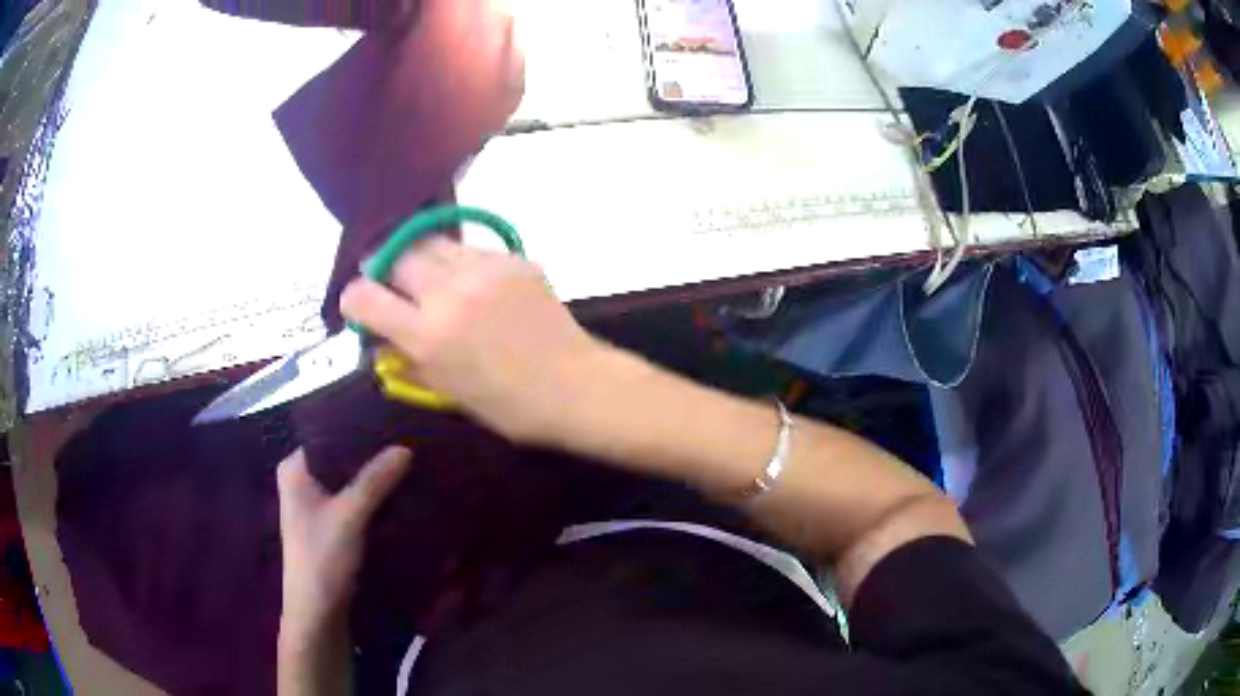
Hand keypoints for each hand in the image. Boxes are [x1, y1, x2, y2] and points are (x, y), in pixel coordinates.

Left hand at [277, 447, 410, 638]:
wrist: (318, 613)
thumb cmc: (322, 559)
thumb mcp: (349, 516)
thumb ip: (375, 481)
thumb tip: (405, 447)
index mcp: (295, 470)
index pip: (328, 435)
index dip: (359, 430)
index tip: (392, 422)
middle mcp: (303, 481)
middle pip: (340, 459)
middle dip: (371, 454)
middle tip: (406, 441)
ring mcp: (316, 505)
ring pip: (349, 481)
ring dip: (374, 477)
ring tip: (408, 461)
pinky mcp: (331, 525)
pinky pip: (355, 500)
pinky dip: (373, 497)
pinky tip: (398, 492)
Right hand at [340, 238, 599, 443]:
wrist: (574, 386)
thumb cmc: (508, 406)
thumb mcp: (446, 392)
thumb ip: (407, 360)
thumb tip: (380, 339)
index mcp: (428, 335)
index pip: (366, 298)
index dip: (353, 299)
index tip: (357, 305)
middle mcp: (449, 293)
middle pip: (396, 256)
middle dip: (384, 267)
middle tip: (390, 280)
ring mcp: (484, 270)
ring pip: (432, 243)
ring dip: (420, 257)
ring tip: (428, 276)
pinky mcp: (512, 259)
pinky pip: (470, 249)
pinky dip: (459, 262)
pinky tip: (471, 282)